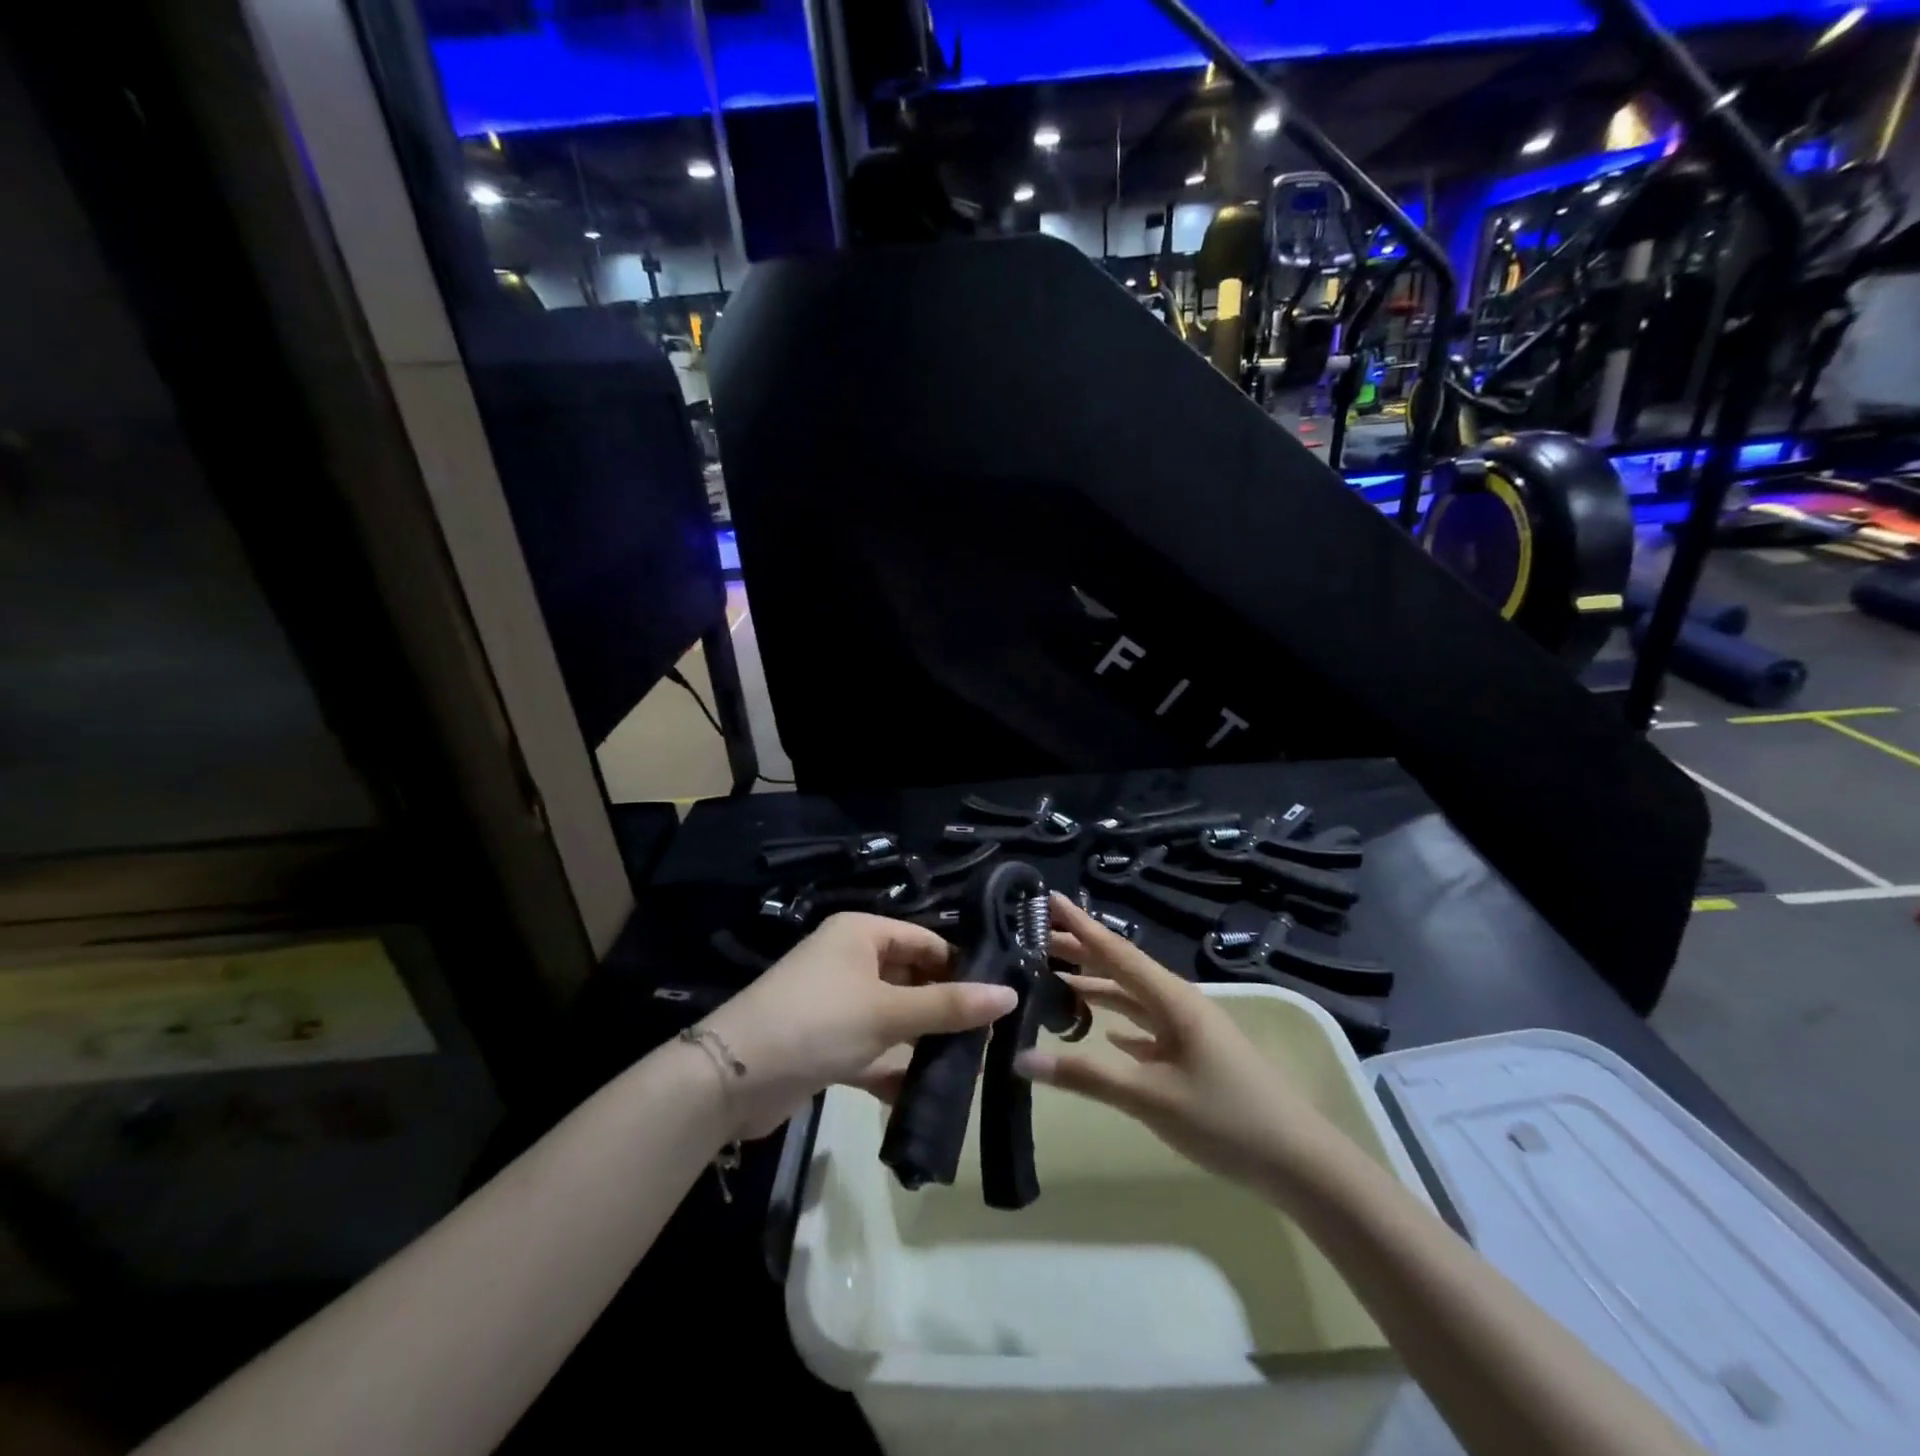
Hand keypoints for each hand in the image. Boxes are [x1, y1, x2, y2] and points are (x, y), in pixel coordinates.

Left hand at [702, 913, 1015, 1140]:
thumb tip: (1010, 995)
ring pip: (894, 1017)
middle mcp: (850, 960)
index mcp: (862, 934)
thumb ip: (949, 1005)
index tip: (1000, 998)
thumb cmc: (818, 1022)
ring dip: (922, 1042)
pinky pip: (872, 1049)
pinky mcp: (826, 1043)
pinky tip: (922, 1095)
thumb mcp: (888, 1012)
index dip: (962, 966)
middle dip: (944, 1008)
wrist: (732, 1079)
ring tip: (967, 1068)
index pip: (926, 941)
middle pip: (911, 978)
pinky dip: (893, 1068)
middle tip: (989, 1037)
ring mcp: (837, 1003)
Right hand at [1015, 893, 1337, 1196]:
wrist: (1299, 1163)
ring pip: (1133, 998)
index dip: (1081, 925)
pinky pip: (1147, 1027)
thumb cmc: (1225, 1119)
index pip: (1116, 952)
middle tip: (1036, 938)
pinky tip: (1104, 1030)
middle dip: (1081, 952)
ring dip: (1097, 987)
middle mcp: (1179, 1004)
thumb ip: (1086, 1076)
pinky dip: (1120, 1022)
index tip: (1048, 898)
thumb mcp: (1151, 1097)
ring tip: (1056, 978)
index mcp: (1172, 999)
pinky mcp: (1194, 1056)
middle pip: (1121, 969)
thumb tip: (1021, 1058)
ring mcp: (1189, 1030)